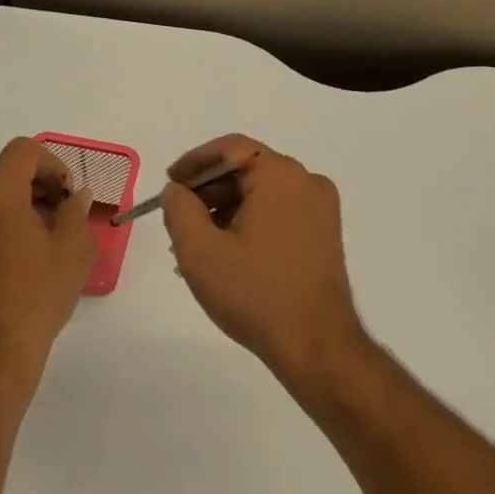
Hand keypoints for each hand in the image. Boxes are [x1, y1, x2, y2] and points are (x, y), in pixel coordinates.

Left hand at [0, 138, 94, 386]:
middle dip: (39, 187)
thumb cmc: (37, 298)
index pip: (23, 151)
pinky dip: (1, 228)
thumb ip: (76, 211)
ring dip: (21, 208)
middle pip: (6, 175)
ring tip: (45, 242)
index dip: (53, 163)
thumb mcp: (73, 250)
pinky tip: (21, 260)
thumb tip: (75, 196)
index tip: (67, 194)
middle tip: (64, 217)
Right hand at [161, 135, 370, 391]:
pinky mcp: (324, 235)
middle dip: (208, 192)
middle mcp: (307, 182)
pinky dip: (249, 224)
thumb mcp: (200, 250)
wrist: (316, 345)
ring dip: (225, 211)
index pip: (231, 148)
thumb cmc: (255, 294)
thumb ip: (179, 209)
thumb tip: (177, 190)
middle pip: (247, 170)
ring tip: (197, 246)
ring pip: (262, 194)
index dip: (194, 162)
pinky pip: (279, 214)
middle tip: (178, 220)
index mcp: (281, 175)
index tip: (170, 184)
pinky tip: (226, 255)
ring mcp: (321, 210)